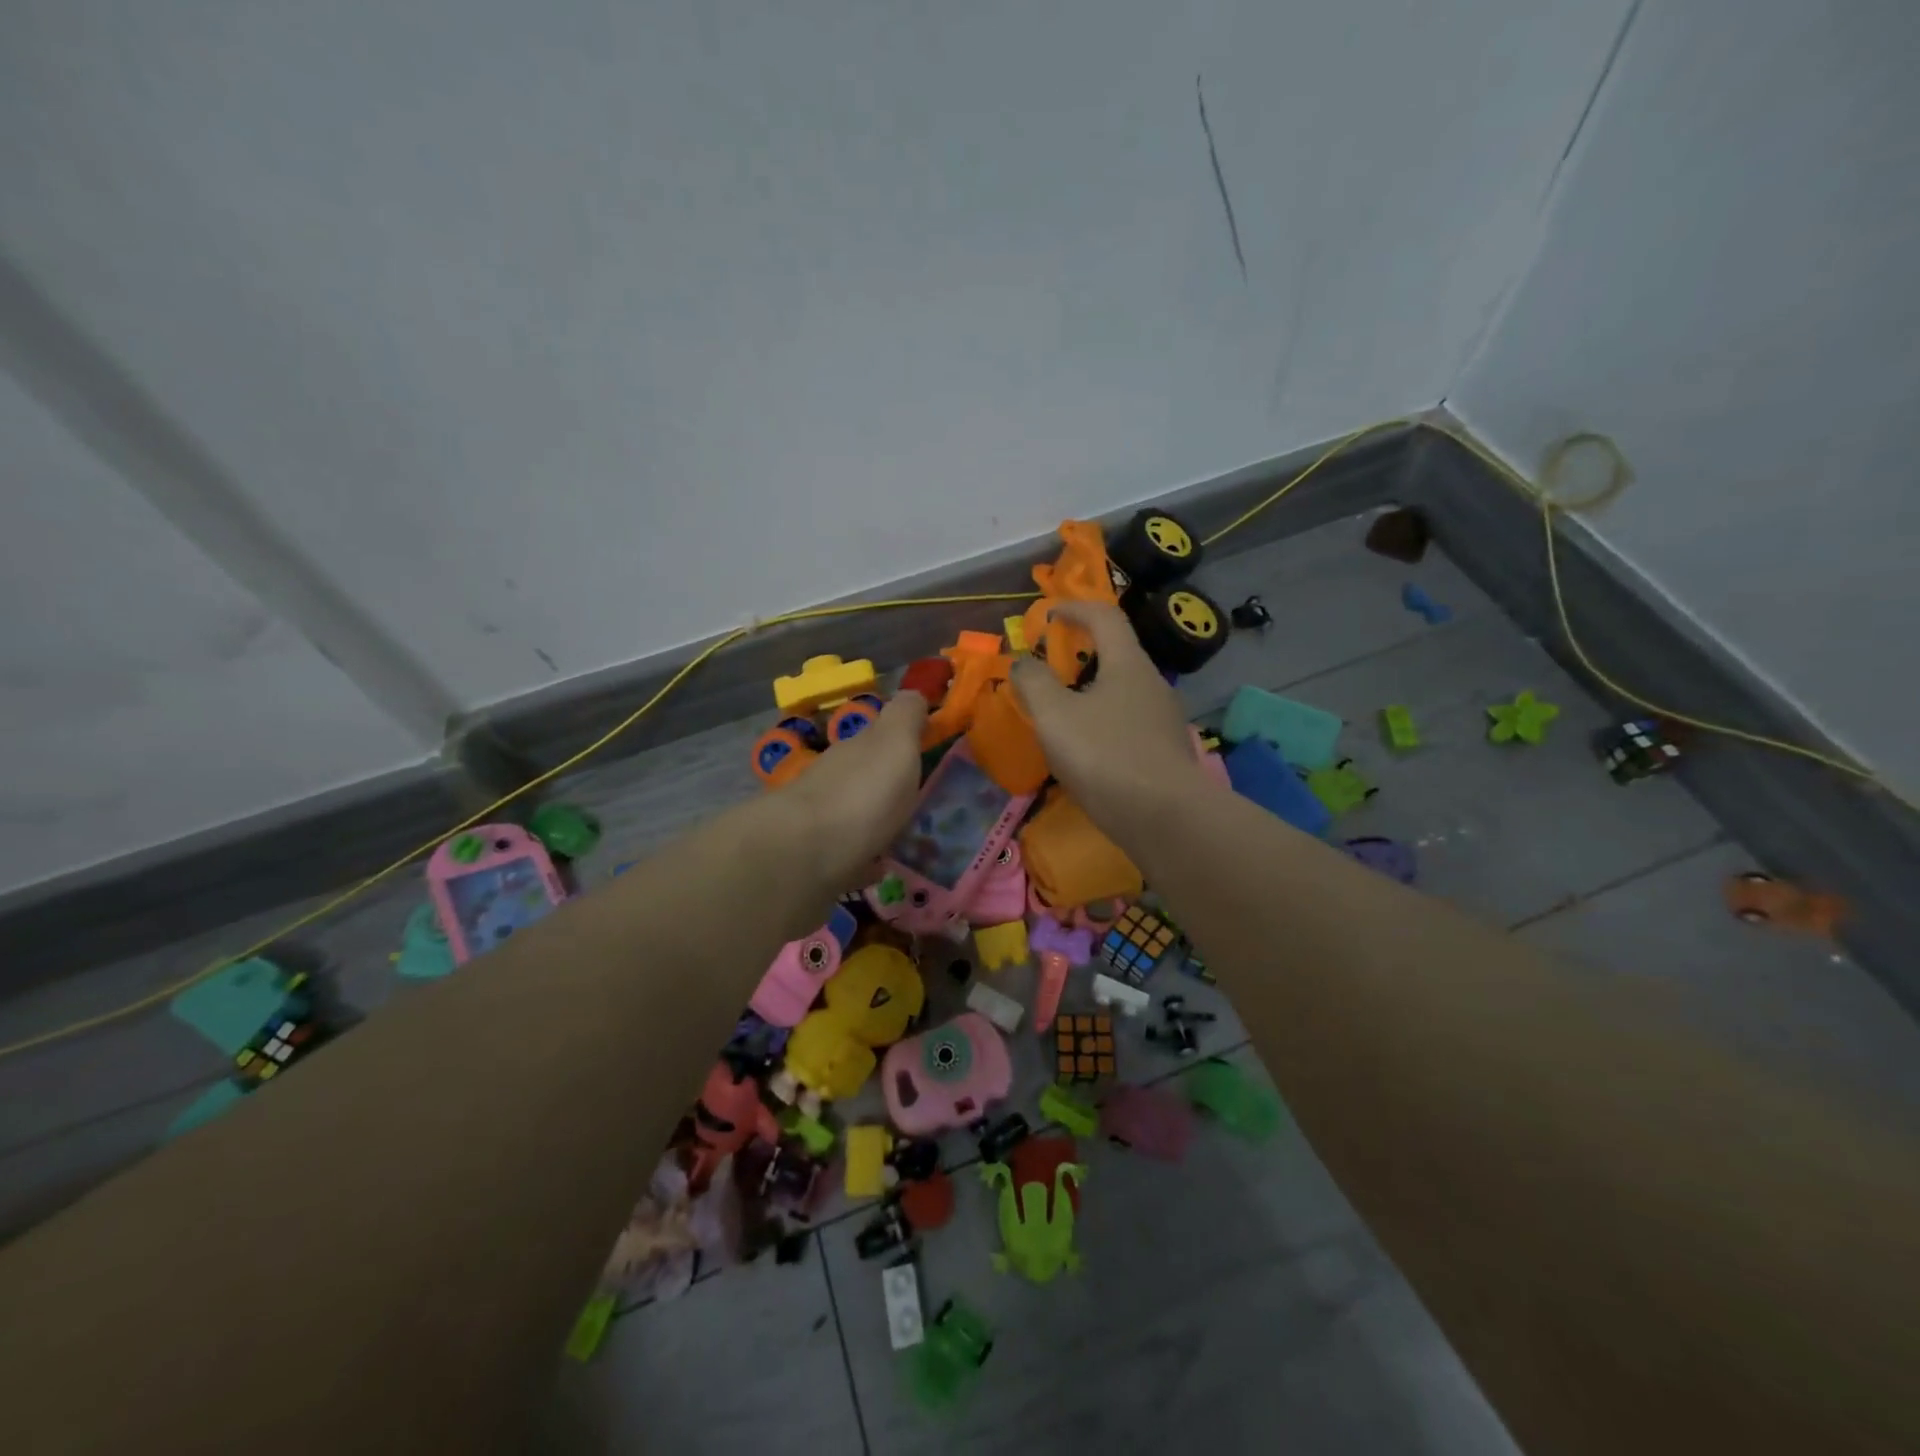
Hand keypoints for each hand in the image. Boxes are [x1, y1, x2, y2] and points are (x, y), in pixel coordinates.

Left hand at [779, 688, 929, 891]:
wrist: (802, 856)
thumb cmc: (861, 795)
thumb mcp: (894, 743)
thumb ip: (906, 716)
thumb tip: (915, 692)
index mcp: (856, 749)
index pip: (879, 734)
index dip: (903, 738)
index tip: (927, 749)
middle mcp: (834, 778)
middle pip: (863, 773)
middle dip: (886, 781)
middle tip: (920, 798)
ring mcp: (820, 820)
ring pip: (853, 813)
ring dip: (875, 820)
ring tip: (906, 835)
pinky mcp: (814, 861)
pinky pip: (847, 855)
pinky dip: (862, 858)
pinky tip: (878, 867)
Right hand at [1009, 602, 1212, 838]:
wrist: (1164, 818)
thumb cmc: (1105, 755)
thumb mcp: (1054, 715)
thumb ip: (1033, 682)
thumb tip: (1023, 663)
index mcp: (1128, 664)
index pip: (1105, 617)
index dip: (1075, 607)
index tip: (1049, 615)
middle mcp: (1153, 685)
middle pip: (1117, 655)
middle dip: (1082, 655)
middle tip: (1050, 671)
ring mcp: (1164, 721)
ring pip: (1123, 694)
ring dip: (1092, 694)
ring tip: (1062, 716)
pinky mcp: (1166, 753)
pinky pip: (1129, 725)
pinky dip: (1104, 725)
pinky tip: (1088, 752)